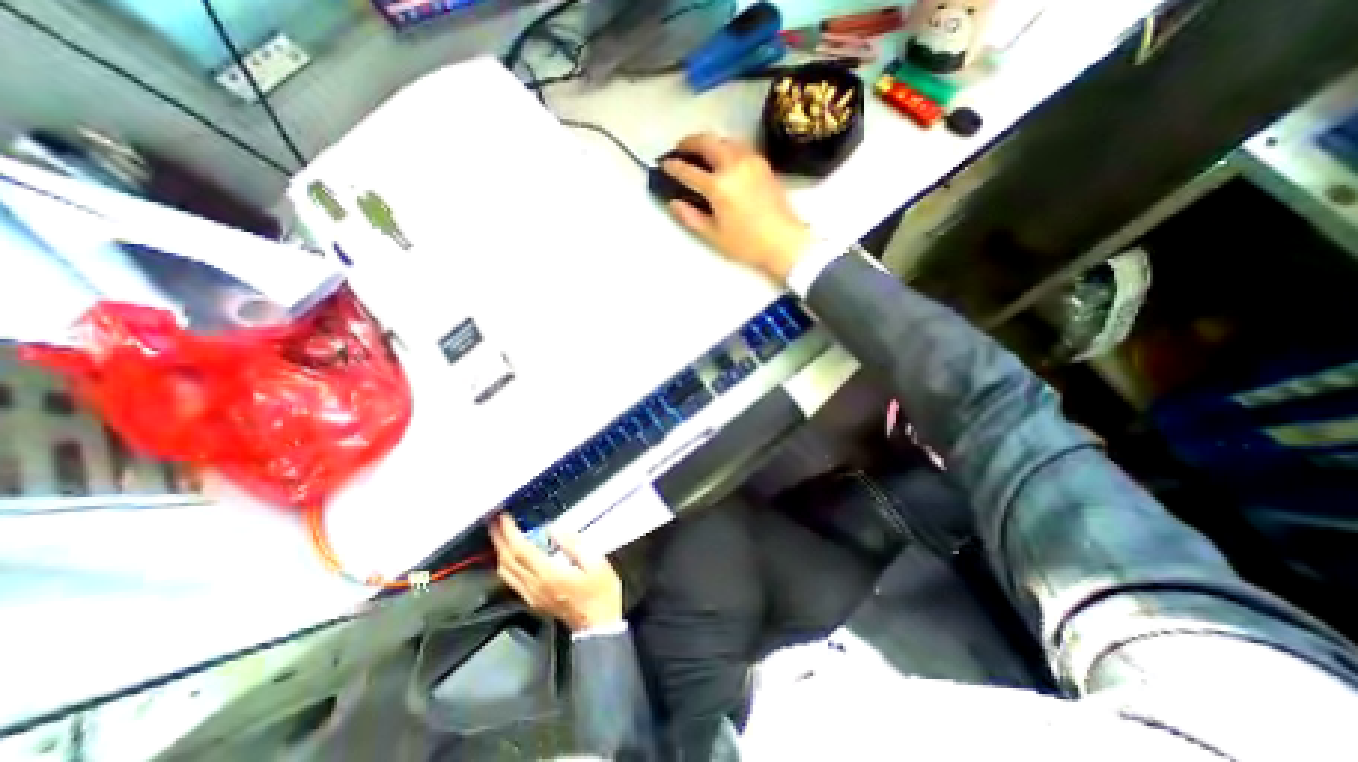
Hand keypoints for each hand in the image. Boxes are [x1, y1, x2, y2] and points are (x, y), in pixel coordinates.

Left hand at [492, 515, 621, 633]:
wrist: (599, 625)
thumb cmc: (601, 592)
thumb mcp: (596, 562)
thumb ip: (573, 544)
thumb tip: (555, 529)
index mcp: (549, 575)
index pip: (521, 550)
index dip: (510, 532)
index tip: (504, 517)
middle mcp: (535, 587)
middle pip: (508, 561)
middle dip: (499, 539)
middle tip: (495, 522)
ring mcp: (532, 596)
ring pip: (506, 573)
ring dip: (500, 552)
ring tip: (501, 536)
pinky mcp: (534, 602)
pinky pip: (512, 581)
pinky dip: (507, 564)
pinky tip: (512, 556)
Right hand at [664, 135, 809, 281]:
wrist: (784, 241)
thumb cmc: (746, 243)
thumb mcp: (714, 236)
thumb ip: (691, 218)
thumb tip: (674, 203)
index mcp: (718, 186)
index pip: (689, 170)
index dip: (674, 167)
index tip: (664, 164)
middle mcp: (733, 165)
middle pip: (707, 142)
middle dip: (690, 142)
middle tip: (680, 148)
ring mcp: (751, 161)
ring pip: (725, 139)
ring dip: (709, 141)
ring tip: (701, 150)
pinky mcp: (763, 163)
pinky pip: (740, 146)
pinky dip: (726, 145)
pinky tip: (723, 157)